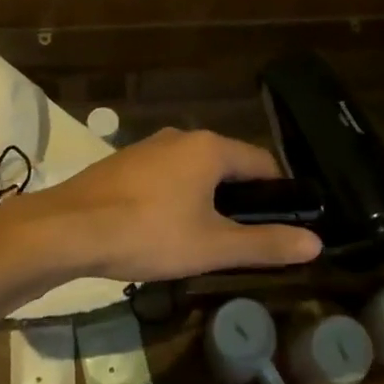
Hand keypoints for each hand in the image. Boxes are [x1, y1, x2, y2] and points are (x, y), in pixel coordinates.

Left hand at [5, 128, 321, 282]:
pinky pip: (167, 176)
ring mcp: (149, 147)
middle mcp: (182, 137)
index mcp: (210, 148)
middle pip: (229, 164)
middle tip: (245, 239)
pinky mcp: (124, 163)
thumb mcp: (212, 246)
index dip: (279, 193)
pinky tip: (166, 228)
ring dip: (208, 198)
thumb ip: (265, 244)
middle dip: (242, 198)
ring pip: (195, 170)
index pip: (262, 163)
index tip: (285, 224)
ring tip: (207, 239)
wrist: (67, 229)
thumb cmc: (148, 234)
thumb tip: (315, 242)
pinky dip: (178, 197)